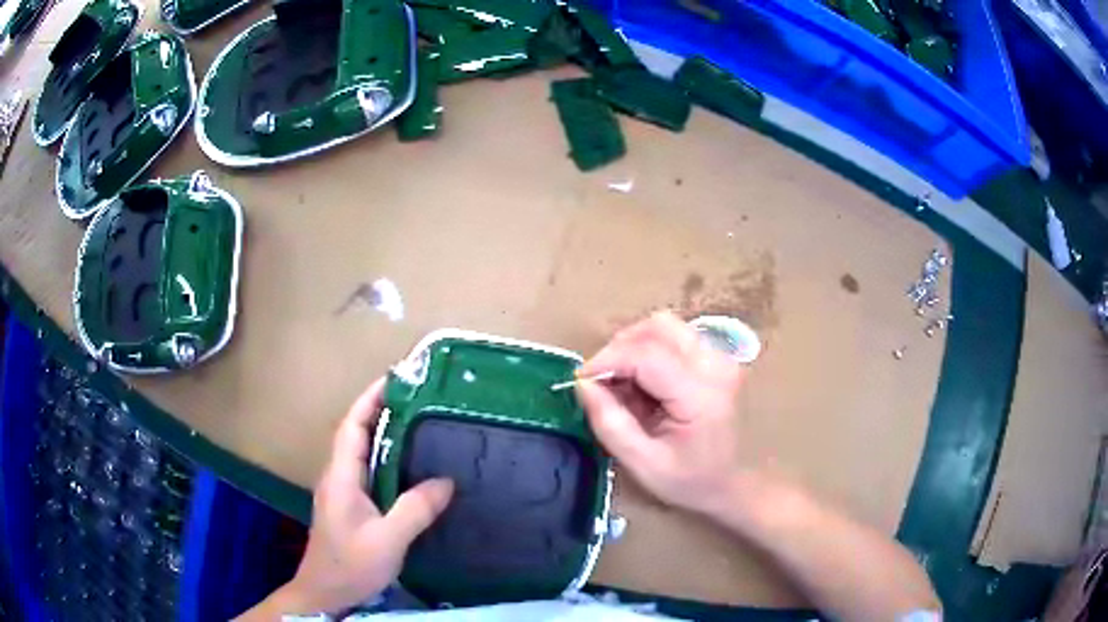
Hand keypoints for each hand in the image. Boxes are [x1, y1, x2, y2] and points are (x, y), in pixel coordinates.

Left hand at [279, 378, 453, 614]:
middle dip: (380, 410)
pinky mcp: (349, 506)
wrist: (325, 592)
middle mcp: (337, 476)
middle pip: (356, 433)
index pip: (353, 426)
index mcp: (341, 476)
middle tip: (416, 398)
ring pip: (361, 452)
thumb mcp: (388, 539)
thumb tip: (446, 480)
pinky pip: (367, 471)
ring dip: (383, 433)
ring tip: (417, 423)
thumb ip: (415, 509)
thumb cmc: (351, 564)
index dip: (370, 399)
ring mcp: (341, 492)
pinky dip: (385, 458)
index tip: (395, 378)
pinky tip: (408, 467)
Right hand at [575, 311, 746, 516]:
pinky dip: (649, 351)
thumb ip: (610, 423)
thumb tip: (583, 384)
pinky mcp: (717, 357)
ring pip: (665, 326)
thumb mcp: (643, 464)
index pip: (645, 354)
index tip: (581, 380)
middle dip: (619, 348)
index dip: (606, 360)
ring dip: (634, 346)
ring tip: (622, 382)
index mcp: (701, 394)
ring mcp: (720, 357)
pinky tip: (644, 383)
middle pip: (657, 327)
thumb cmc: (690, 481)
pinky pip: (674, 337)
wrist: (735, 483)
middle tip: (602, 381)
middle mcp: (715, 364)